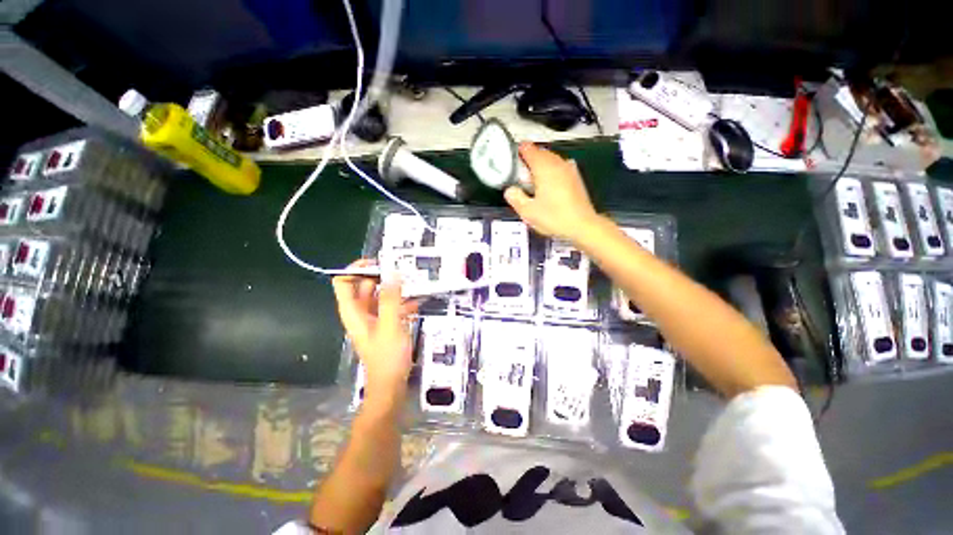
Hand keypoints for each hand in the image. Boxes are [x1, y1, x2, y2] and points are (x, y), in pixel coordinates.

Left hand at [332, 260, 418, 402]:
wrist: (391, 384)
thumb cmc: (387, 356)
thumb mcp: (390, 324)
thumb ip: (390, 298)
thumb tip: (391, 273)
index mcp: (354, 311)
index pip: (344, 281)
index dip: (356, 269)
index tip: (378, 263)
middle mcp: (361, 312)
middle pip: (364, 286)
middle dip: (381, 276)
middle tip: (400, 269)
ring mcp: (374, 318)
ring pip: (379, 295)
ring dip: (394, 288)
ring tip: (412, 282)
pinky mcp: (386, 324)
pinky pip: (391, 306)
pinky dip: (401, 302)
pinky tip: (416, 302)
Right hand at [504, 142, 600, 241]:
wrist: (582, 226)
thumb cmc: (554, 217)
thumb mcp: (527, 212)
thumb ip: (515, 198)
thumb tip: (510, 190)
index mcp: (544, 167)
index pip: (528, 149)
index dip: (518, 152)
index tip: (512, 161)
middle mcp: (557, 163)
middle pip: (540, 153)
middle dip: (529, 161)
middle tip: (521, 177)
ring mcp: (569, 169)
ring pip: (551, 160)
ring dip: (541, 167)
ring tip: (533, 183)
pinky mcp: (576, 178)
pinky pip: (559, 168)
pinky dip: (551, 172)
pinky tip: (548, 187)